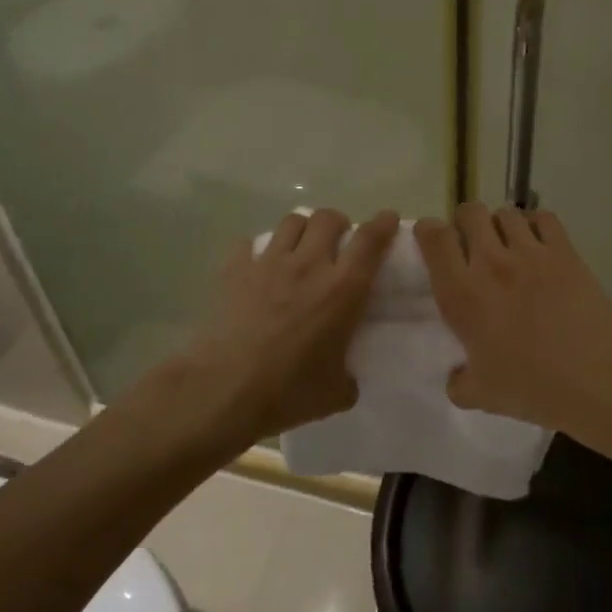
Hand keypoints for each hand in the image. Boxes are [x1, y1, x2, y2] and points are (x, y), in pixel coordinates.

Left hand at [182, 208, 398, 444]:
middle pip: (328, 218)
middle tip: (338, 241)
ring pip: (291, 222)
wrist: (223, 390)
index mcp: (343, 290)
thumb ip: (348, 377)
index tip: (388, 218)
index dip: (383, 224)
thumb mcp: (335, 393)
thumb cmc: (287, 392)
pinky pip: (247, 243)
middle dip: (338, 222)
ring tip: (301, 247)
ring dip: (302, 229)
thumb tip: (346, 378)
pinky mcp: (234, 271)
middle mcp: (309, 265)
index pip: (370, 241)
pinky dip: (256, 249)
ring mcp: (268, 264)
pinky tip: (256, 266)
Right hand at [414, 203, 611, 432]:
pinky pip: (543, 217)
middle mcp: (490, 263)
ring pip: (506, 213)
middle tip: (473, 243)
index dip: (428, 231)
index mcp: (461, 294)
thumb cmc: (531, 387)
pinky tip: (540, 243)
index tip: (433, 241)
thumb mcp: (480, 395)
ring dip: (501, 225)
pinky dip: (536, 224)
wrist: (593, 378)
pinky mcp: (564, 251)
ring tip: (509, 244)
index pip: (434, 237)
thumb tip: (456, 376)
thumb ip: (458, 382)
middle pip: (470, 212)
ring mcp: (530, 252)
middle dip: (466, 222)